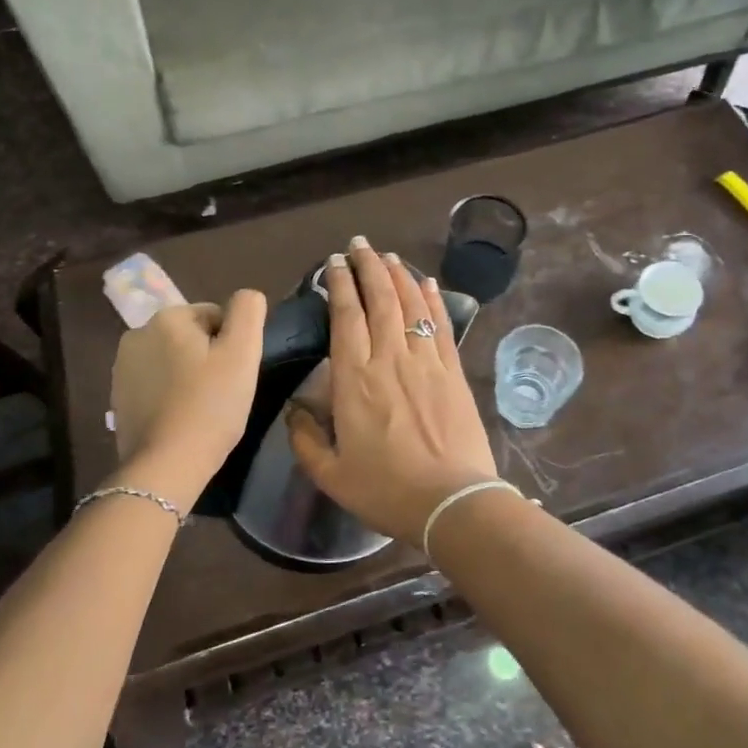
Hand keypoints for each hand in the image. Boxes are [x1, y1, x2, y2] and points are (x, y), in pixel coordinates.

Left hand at [111, 291, 266, 510]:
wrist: (166, 465)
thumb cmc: (211, 405)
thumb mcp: (243, 353)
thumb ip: (248, 311)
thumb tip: (247, 297)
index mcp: (167, 318)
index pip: (216, 316)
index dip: (232, 344)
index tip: (235, 374)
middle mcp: (137, 334)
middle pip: (192, 337)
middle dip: (209, 358)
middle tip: (222, 392)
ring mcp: (122, 368)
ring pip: (173, 361)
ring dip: (189, 376)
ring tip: (203, 408)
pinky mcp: (118, 398)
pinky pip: (156, 385)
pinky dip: (171, 395)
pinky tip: (181, 419)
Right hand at [288, 240, 498, 545]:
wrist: (452, 502)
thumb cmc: (386, 490)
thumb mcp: (330, 475)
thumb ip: (306, 439)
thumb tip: (295, 409)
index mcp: (353, 379)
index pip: (345, 316)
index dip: (339, 284)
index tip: (334, 264)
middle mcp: (389, 358)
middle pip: (379, 299)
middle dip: (368, 266)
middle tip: (360, 245)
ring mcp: (425, 362)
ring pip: (410, 304)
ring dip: (398, 275)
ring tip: (389, 256)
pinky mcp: (453, 372)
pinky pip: (440, 325)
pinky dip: (432, 299)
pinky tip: (427, 283)